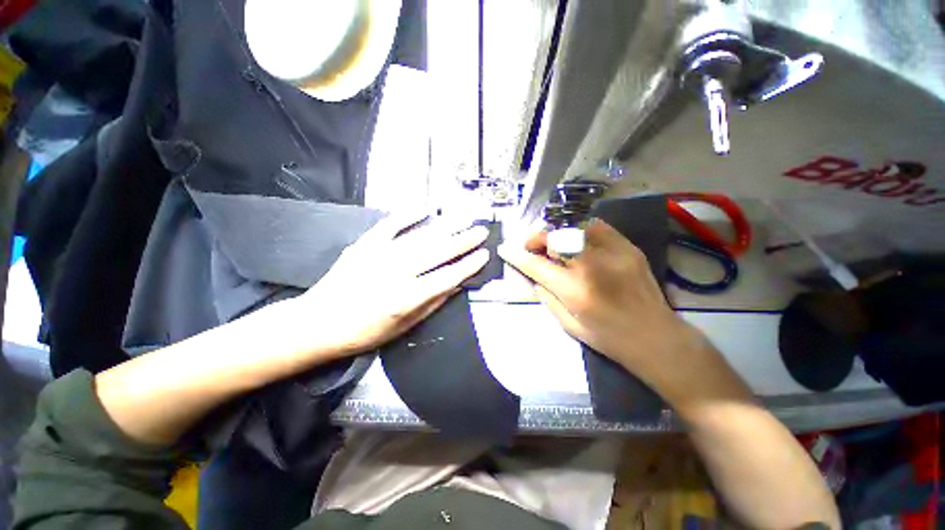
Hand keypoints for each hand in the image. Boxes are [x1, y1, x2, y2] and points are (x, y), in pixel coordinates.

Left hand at [291, 213, 488, 358]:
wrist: (318, 323)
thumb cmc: (364, 332)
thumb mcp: (404, 327)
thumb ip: (432, 303)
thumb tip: (456, 285)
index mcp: (407, 297)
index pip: (448, 276)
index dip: (469, 265)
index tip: (484, 255)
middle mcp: (397, 272)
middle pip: (438, 251)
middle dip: (464, 240)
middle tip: (481, 230)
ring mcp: (380, 254)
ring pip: (421, 236)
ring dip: (445, 226)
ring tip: (464, 217)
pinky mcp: (365, 245)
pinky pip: (390, 225)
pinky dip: (407, 216)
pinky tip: (424, 209)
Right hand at [498, 219, 697, 383]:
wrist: (656, 337)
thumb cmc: (609, 338)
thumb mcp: (569, 325)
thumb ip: (548, 297)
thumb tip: (536, 277)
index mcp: (575, 290)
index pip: (537, 266)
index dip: (517, 255)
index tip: (505, 249)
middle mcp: (591, 266)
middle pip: (555, 238)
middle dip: (536, 239)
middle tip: (531, 245)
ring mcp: (612, 253)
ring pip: (574, 228)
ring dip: (557, 234)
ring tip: (554, 243)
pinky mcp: (628, 247)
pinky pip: (597, 227)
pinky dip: (581, 230)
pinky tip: (577, 240)